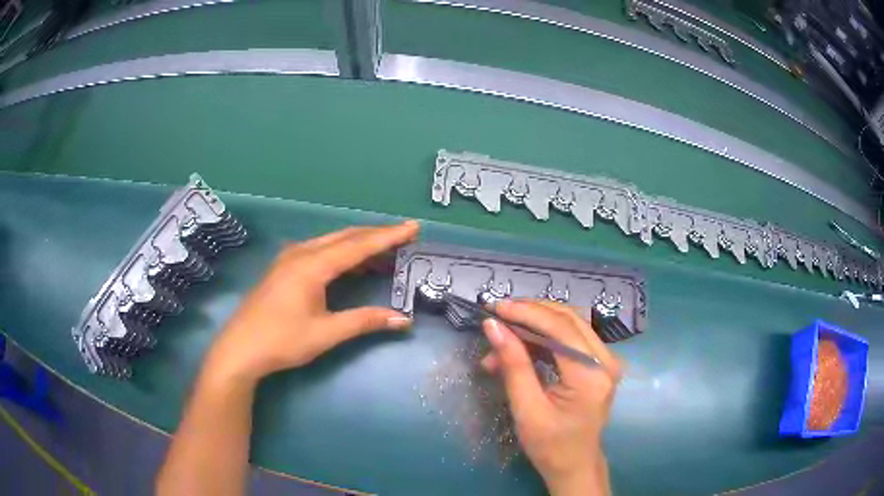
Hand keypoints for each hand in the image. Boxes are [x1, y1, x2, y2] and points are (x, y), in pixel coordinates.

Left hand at [202, 221, 419, 383]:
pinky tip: (352, 265)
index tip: (413, 227)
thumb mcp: (326, 333)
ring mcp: (290, 259)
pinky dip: (342, 254)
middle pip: (345, 237)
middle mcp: (301, 254)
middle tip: (404, 236)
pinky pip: (320, 251)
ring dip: (359, 244)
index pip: (358, 245)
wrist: (241, 349)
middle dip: (376, 235)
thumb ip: (364, 321)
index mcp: (312, 265)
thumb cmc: (282, 341)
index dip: (388, 236)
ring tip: (385, 250)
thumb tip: (403, 320)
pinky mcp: (284, 268)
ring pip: (331, 242)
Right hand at [481, 300, 621, 495]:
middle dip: (530, 312)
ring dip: (535, 324)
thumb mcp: (526, 409)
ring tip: (503, 335)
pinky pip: (571, 338)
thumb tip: (493, 326)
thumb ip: (513, 365)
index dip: (526, 313)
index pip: (560, 329)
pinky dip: (544, 338)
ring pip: (570, 324)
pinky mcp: (599, 363)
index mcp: (591, 375)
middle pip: (568, 319)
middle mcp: (606, 361)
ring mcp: (606, 361)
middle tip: (498, 314)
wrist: (575, 465)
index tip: (495, 308)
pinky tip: (520, 347)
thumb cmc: (550, 445)